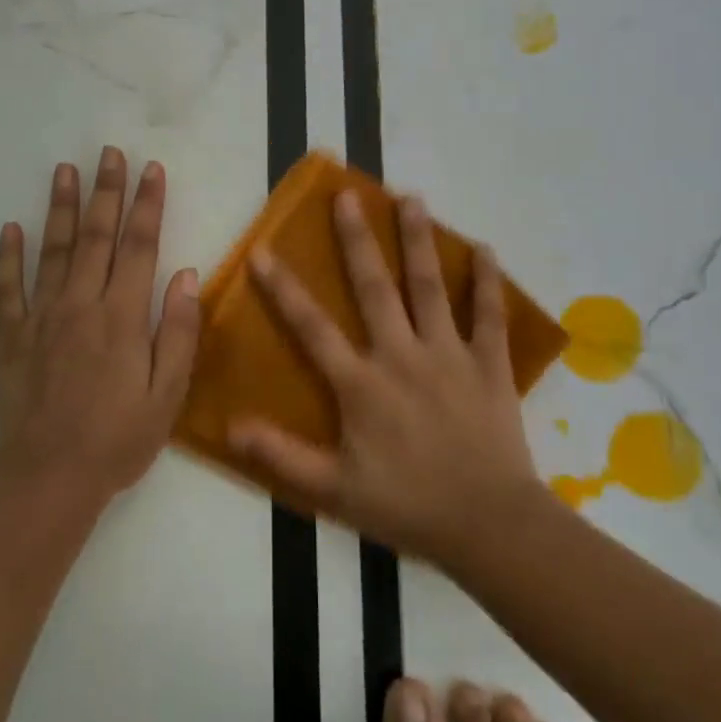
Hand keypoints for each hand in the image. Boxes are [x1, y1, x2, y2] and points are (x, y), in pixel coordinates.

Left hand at [0, 148, 200, 504]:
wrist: (49, 480)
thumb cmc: (118, 439)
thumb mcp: (167, 394)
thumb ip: (178, 331)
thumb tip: (185, 274)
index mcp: (122, 316)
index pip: (139, 246)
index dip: (147, 205)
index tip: (152, 170)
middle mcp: (81, 305)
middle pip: (95, 236)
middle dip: (105, 192)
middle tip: (109, 153)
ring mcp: (41, 318)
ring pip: (51, 251)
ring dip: (58, 208)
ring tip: (64, 170)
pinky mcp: (12, 338)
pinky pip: (6, 290)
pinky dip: (7, 258)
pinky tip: (10, 229)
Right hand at [228, 190, 542, 565]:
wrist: (489, 525)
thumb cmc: (408, 506)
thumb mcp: (334, 490)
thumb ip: (281, 455)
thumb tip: (230, 425)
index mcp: (362, 383)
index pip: (312, 327)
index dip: (283, 288)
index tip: (263, 250)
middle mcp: (402, 355)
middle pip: (375, 287)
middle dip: (357, 239)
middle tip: (347, 196)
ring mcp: (449, 354)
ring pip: (430, 287)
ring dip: (419, 240)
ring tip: (411, 198)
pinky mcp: (489, 364)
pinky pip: (490, 315)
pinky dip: (489, 281)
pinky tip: (486, 248)